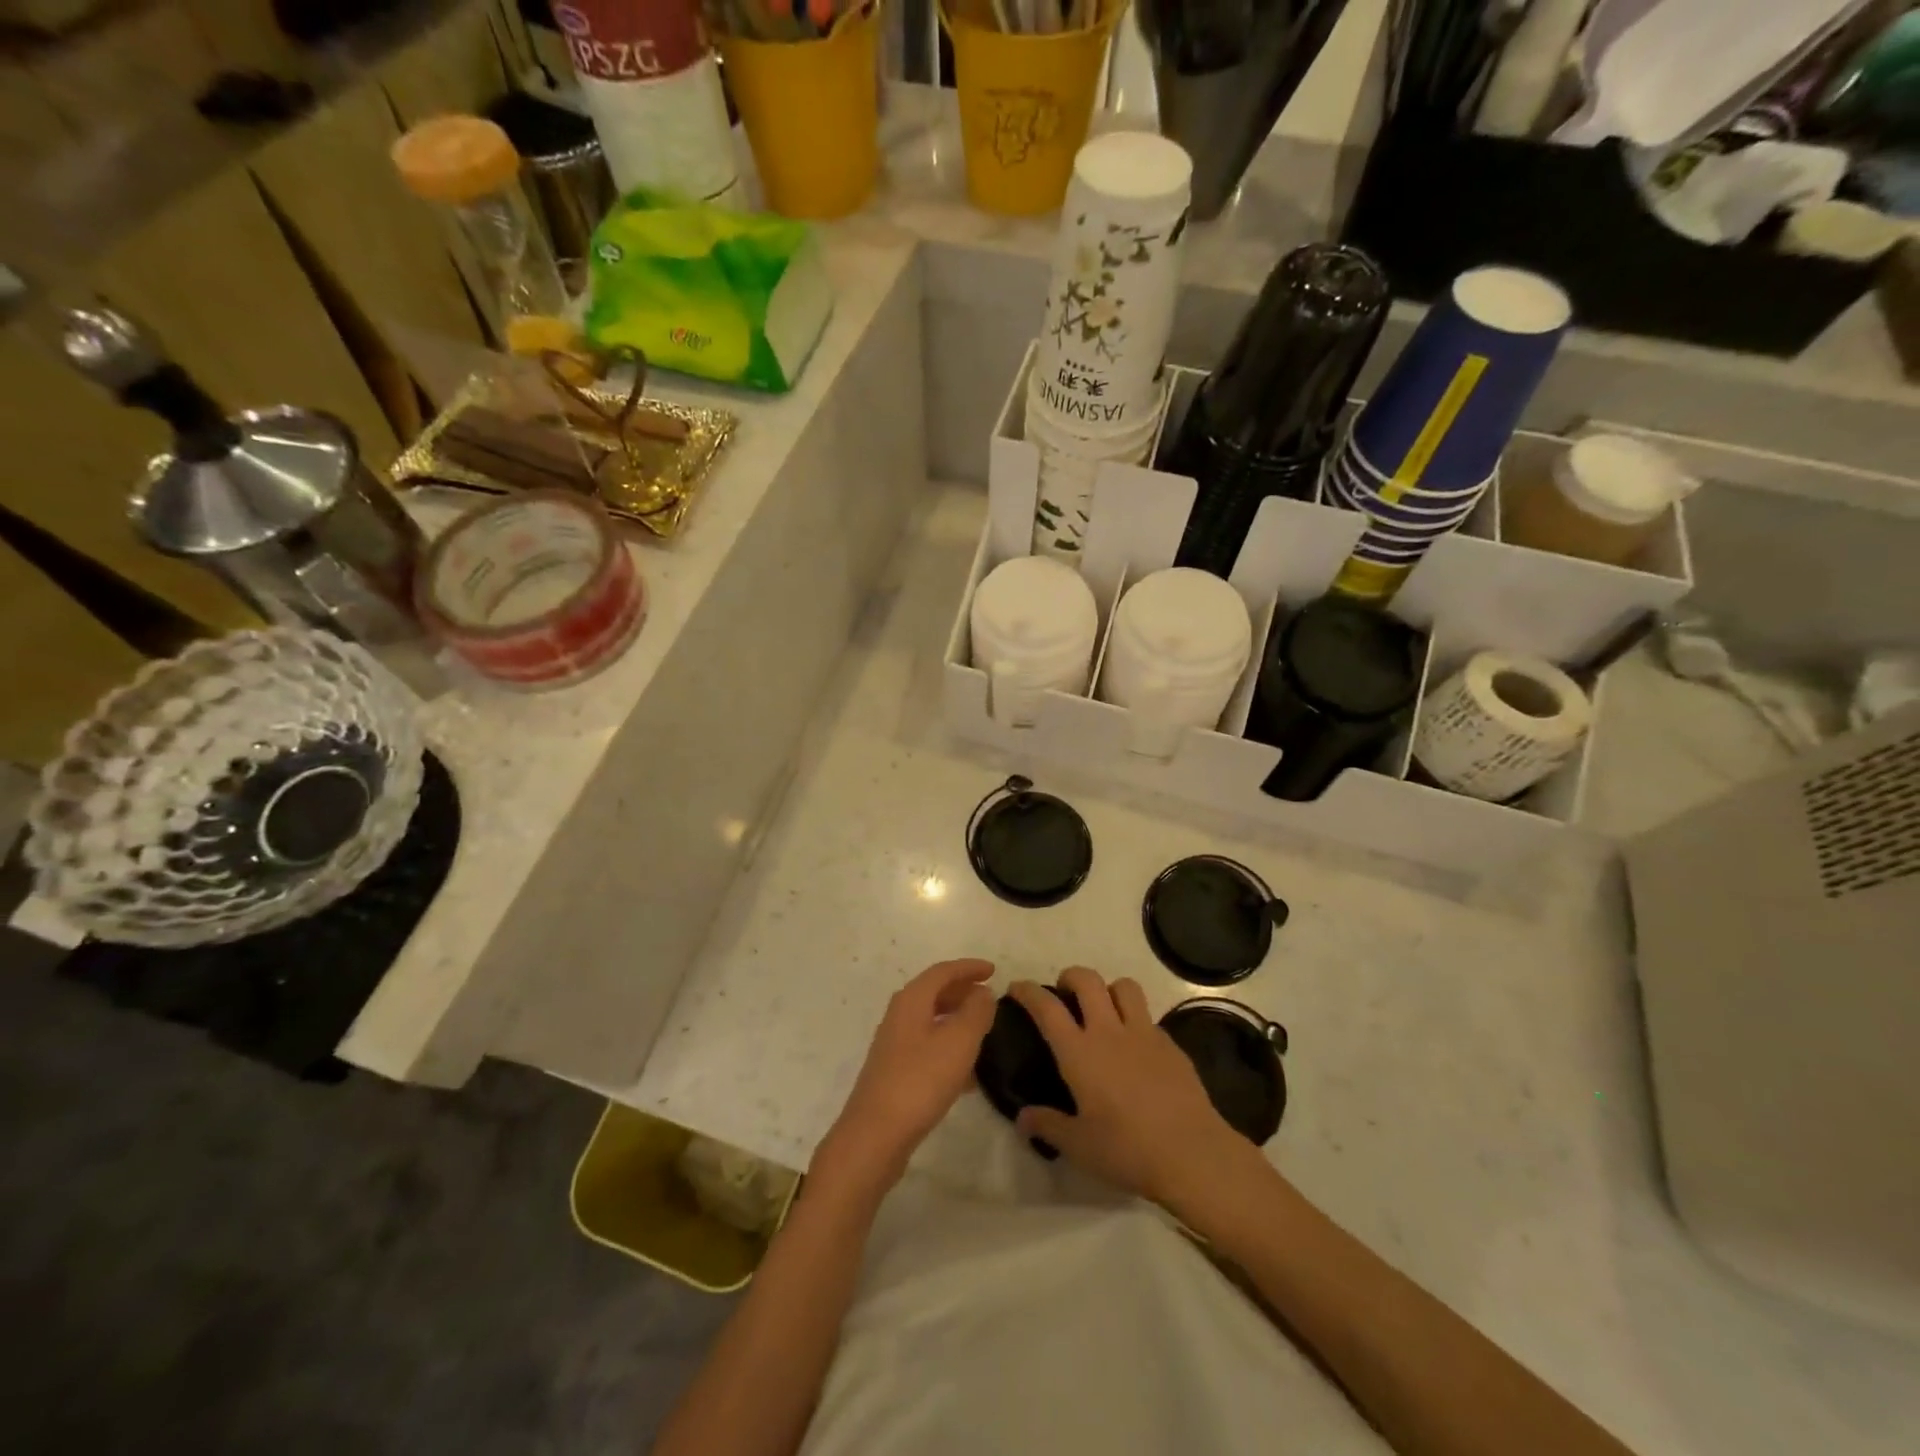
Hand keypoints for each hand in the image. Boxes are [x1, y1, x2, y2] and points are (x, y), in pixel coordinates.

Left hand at [816, 959, 996, 1191]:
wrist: (875, 1135)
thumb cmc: (920, 1081)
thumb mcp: (958, 1042)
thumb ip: (976, 1012)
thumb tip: (982, 992)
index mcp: (911, 1000)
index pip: (943, 971)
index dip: (969, 968)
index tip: (994, 970)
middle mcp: (899, 1015)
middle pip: (934, 993)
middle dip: (962, 991)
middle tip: (989, 997)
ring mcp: (894, 1045)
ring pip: (931, 1021)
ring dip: (957, 1020)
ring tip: (984, 1032)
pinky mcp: (895, 1072)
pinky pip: (928, 1048)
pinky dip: (949, 1048)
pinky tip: (968, 1074)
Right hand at [1010, 968, 1259, 1213]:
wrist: (1193, 1154)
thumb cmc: (1127, 1150)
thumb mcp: (1079, 1146)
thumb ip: (1048, 1126)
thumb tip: (1022, 1119)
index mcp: (1080, 1052)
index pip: (1047, 1007)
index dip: (1029, 991)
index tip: (1017, 988)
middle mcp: (1109, 1031)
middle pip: (1087, 980)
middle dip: (1070, 976)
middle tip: (1064, 993)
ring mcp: (1144, 1033)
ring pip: (1123, 986)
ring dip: (1108, 989)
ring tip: (1103, 1009)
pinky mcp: (1171, 1044)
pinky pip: (1148, 1017)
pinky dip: (1136, 1020)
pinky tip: (1136, 1047)